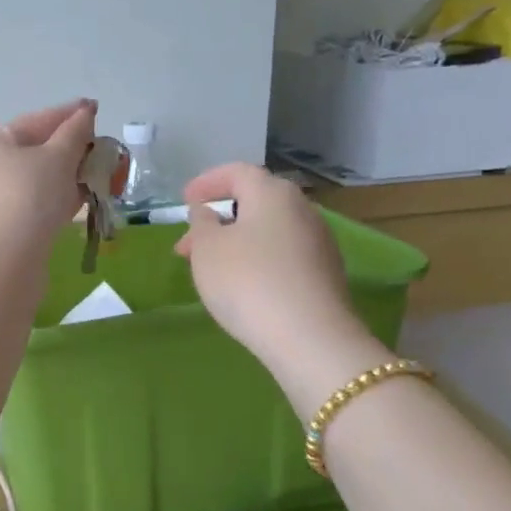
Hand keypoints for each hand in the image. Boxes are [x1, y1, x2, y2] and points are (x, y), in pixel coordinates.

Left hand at [0, 99, 96, 252]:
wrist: (3, 261)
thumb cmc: (29, 197)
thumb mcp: (57, 157)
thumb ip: (75, 133)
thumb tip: (84, 113)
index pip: (37, 120)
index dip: (69, 114)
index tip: (95, 109)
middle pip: (37, 150)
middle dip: (73, 149)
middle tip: (105, 148)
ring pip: (40, 180)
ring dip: (71, 175)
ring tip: (103, 174)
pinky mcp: (7, 227)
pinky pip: (39, 204)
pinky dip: (61, 198)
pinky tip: (85, 198)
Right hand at [173, 163, 384, 388]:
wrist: (309, 338)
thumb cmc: (247, 282)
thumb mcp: (207, 249)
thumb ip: (201, 223)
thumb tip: (207, 211)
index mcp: (272, 193)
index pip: (237, 172)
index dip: (207, 182)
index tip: (184, 200)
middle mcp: (302, 209)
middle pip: (255, 202)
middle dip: (219, 217)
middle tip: (189, 242)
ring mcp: (319, 241)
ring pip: (269, 230)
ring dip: (237, 241)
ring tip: (211, 267)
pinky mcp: (325, 273)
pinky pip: (283, 254)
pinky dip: (258, 259)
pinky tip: (243, 284)